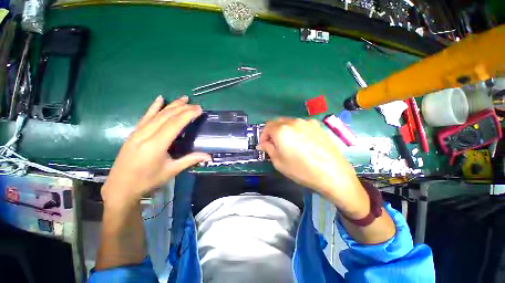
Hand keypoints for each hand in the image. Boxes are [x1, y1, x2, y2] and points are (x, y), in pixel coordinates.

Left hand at [101, 96, 210, 205]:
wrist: (120, 187)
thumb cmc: (147, 181)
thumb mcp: (171, 171)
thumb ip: (190, 160)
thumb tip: (208, 156)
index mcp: (156, 145)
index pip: (175, 124)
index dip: (188, 115)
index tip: (199, 109)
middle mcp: (146, 135)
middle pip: (167, 116)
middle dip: (183, 108)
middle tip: (196, 105)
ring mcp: (138, 132)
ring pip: (157, 114)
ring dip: (172, 105)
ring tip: (184, 98)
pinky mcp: (134, 133)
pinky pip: (145, 116)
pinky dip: (153, 107)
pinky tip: (159, 98)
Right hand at [257, 118, 368, 217]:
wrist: (332, 173)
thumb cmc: (301, 170)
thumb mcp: (279, 162)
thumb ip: (268, 149)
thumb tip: (262, 144)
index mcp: (281, 130)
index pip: (267, 126)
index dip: (263, 136)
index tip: (264, 145)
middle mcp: (293, 122)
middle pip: (278, 122)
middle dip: (273, 132)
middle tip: (274, 144)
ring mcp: (307, 122)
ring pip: (289, 123)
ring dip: (284, 131)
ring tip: (288, 143)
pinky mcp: (317, 126)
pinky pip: (301, 125)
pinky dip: (296, 131)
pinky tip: (302, 142)